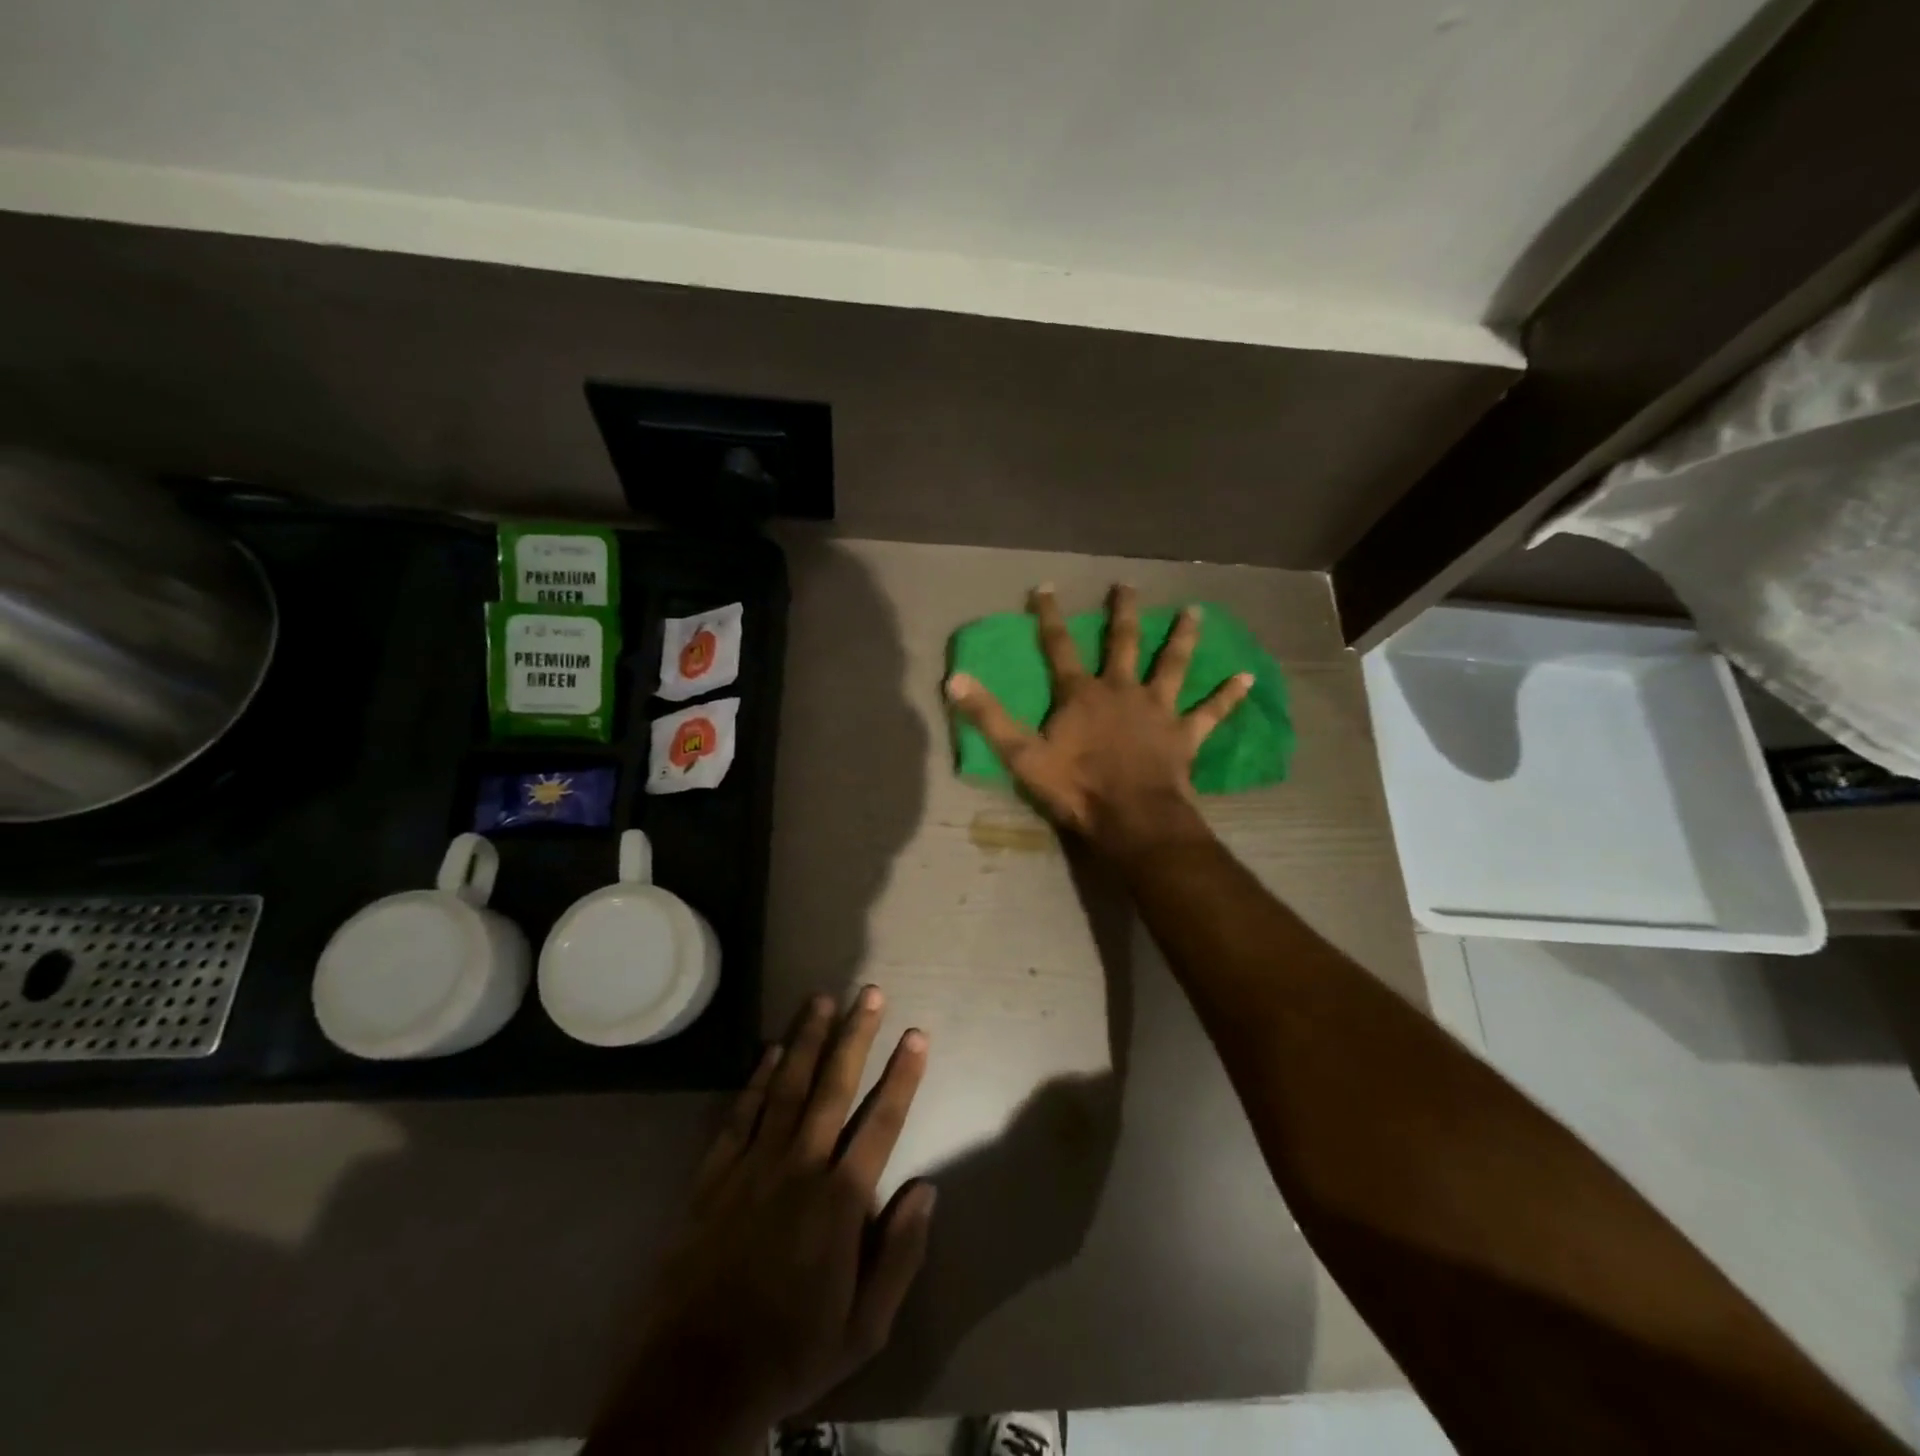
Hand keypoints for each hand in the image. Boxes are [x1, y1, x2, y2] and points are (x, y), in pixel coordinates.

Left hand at [593, 989, 933, 1453]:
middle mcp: (800, 1167)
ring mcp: (753, 1166)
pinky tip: (770, 1051)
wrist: (694, 1382)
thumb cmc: (790, 1353)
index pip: (882, 1121)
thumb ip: (900, 1254)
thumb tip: (926, 1189)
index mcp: (840, 1201)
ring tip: (821, 998)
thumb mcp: (865, 1328)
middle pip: (834, 1086)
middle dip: (855, 1035)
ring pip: (787, 1087)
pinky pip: (740, 1114)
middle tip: (870, 992)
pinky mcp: (714, 1176)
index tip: (916, 1034)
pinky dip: (756, 1079)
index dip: (903, 1075)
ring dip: (806, 1039)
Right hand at [946, 584, 1250, 863]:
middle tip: (1128, 583)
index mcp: (1082, 694)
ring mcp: (1158, 710)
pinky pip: (1211, 711)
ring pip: (1172, 664)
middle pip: (1123, 643)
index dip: (1050, 616)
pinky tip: (1247, 676)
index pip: (1059, 646)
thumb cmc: (1075, 788)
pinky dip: (1228, 695)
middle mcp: (1122, 690)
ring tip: (1195, 611)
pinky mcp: (1184, 734)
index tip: (1046, 586)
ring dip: (1183, 637)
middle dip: (1122, 612)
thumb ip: (989, 717)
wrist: (1131, 819)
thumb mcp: (1022, 756)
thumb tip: (955, 679)